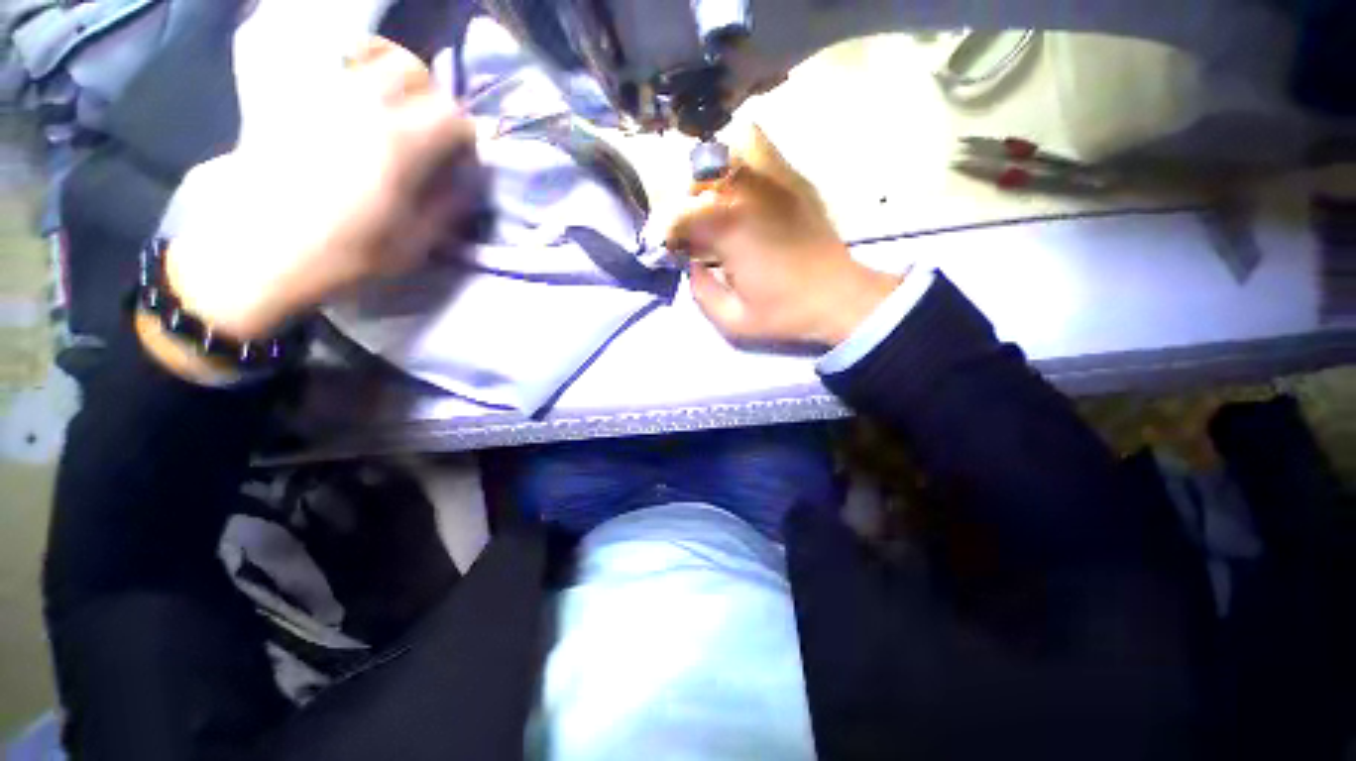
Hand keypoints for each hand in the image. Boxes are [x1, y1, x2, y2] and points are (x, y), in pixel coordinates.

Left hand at [164, 38, 481, 340]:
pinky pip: (329, 70)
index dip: (465, 136)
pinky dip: (351, 78)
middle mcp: (362, 106)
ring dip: (390, 80)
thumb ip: (447, 206)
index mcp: (399, 145)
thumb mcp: (414, 243)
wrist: (258, 251)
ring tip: (392, 111)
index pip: (452, 115)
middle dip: (429, 94)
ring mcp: (321, 96)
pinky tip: (352, 107)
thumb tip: (466, 182)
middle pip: (410, 68)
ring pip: (368, 58)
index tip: (462, 159)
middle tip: (429, 126)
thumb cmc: (344, 254)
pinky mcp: (291, 100)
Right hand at [659, 125, 900, 348]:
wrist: (839, 297)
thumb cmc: (785, 312)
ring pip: (728, 150)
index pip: (677, 214)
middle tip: (695, 233)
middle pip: (697, 176)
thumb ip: (700, 292)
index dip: (667, 234)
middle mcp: (748, 192)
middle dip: (686, 205)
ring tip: (718, 205)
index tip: (672, 252)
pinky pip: (760, 148)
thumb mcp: (733, 320)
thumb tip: (690, 264)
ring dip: (714, 175)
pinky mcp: (794, 179)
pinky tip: (744, 193)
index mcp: (730, 227)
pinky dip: (741, 161)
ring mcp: (774, 179)